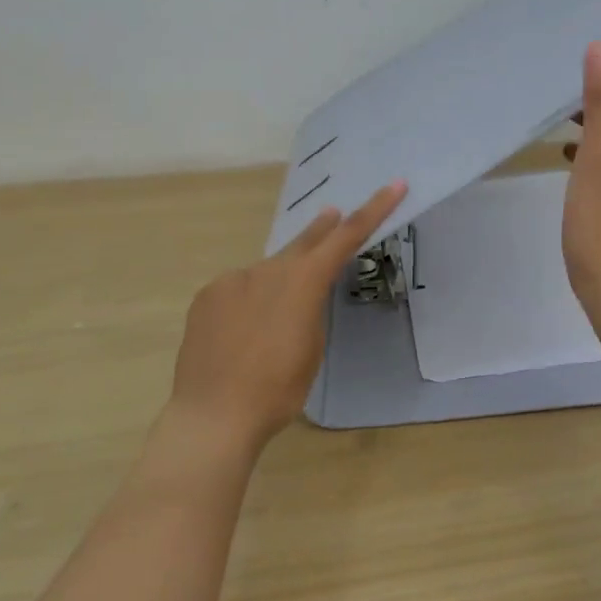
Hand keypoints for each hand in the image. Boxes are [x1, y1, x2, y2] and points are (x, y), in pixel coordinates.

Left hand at [159, 180, 407, 461]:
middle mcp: (268, 270)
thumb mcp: (312, 349)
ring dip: (277, 282)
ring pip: (265, 272)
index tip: (394, 185)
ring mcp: (232, 280)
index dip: (373, 210)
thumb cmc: (278, 390)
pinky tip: (241, 332)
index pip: (346, 237)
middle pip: (303, 242)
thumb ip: (311, 309)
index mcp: (303, 282)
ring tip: (273, 319)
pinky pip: (237, 289)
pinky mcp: (207, 296)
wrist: (213, 416)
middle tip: (332, 213)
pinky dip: (247, 300)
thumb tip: (299, 293)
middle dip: (322, 229)